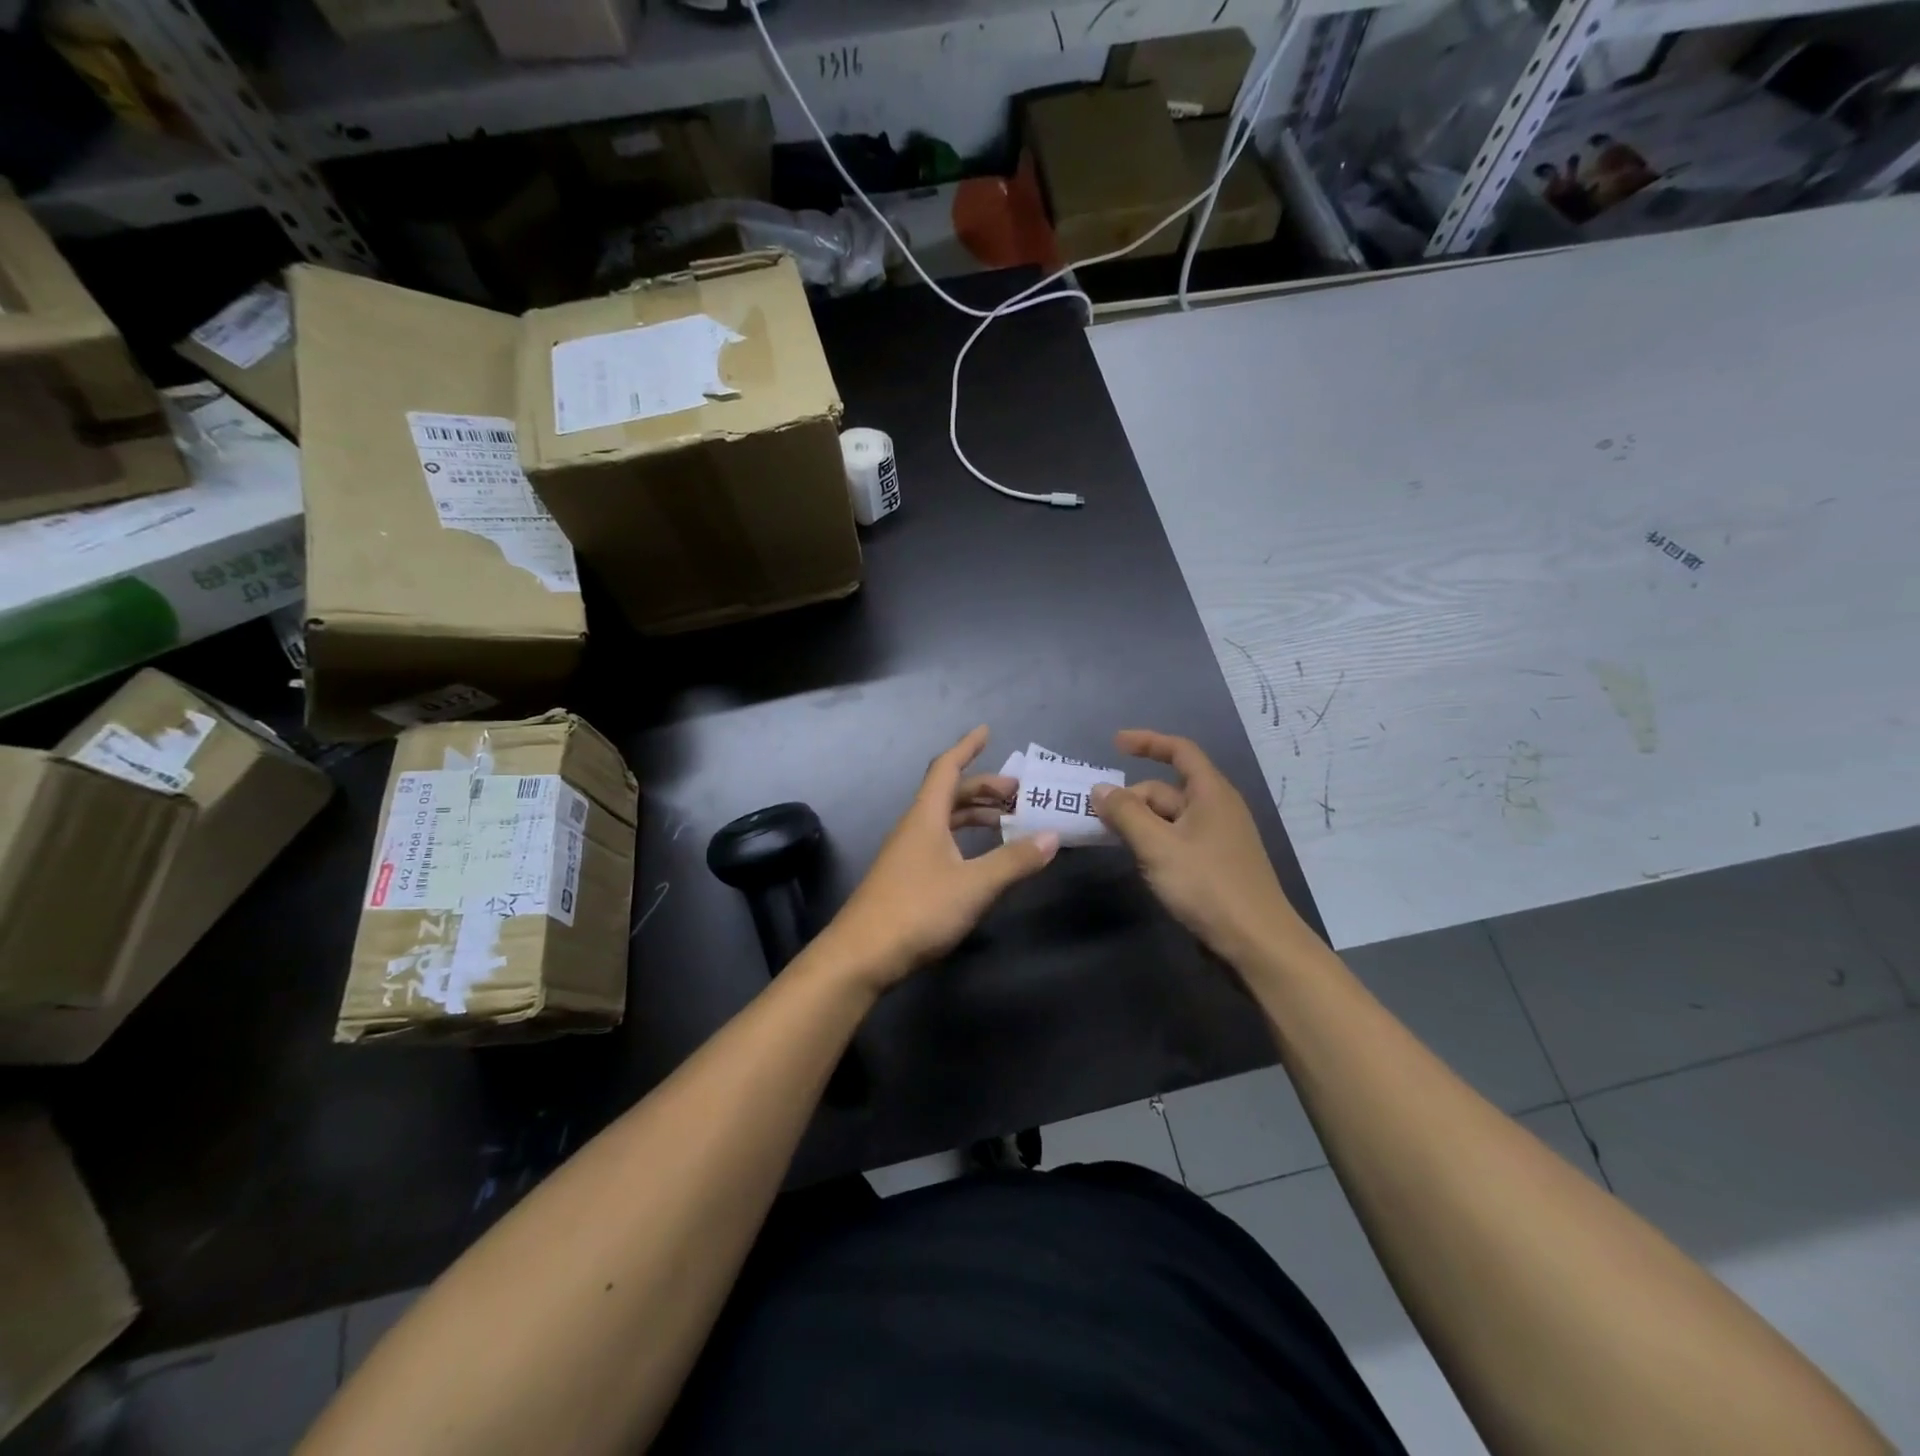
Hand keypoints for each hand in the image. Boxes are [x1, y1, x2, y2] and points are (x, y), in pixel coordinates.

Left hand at [822, 726, 1059, 989]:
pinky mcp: (906, 878)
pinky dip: (964, 839)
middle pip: (949, 794)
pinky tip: (981, 857)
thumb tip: (1052, 835)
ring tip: (1009, 821)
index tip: (987, 731)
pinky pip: (940, 842)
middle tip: (1019, 794)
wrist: (862, 955)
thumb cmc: (918, 910)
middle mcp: (914, 827)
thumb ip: (1014, 860)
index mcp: (926, 817)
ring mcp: (907, 853)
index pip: (946, 768)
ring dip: (975, 815)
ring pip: (944, 820)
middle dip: (983, 788)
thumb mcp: (974, 885)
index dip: (967, 747)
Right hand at [1093, 729, 1305, 965]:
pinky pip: (1176, 840)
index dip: (1147, 742)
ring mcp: (1217, 839)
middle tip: (1097, 817)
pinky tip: (1137, 860)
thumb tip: (1100, 789)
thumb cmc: (1207, 886)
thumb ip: (1126, 814)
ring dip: (1139, 822)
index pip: (1179, 751)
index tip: (1114, 744)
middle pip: (1167, 789)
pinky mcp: (1214, 865)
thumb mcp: (1158, 846)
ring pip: (1169, 818)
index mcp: (1211, 793)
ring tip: (1109, 837)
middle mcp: (1216, 809)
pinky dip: (1153, 841)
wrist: (1256, 942)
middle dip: (1132, 798)